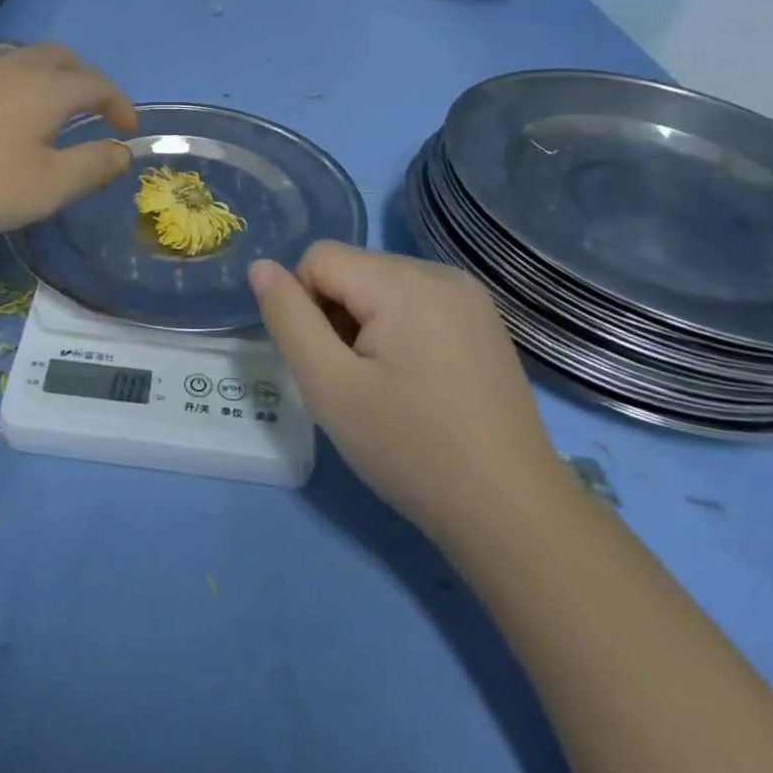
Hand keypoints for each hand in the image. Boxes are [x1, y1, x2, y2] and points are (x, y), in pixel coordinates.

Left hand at [0, 43, 136, 237]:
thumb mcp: (48, 186)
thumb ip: (92, 167)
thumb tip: (122, 151)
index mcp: (48, 89)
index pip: (97, 85)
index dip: (120, 104)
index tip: (128, 130)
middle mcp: (16, 69)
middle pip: (63, 59)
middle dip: (88, 80)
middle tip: (95, 111)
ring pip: (29, 62)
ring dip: (54, 81)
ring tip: (55, 116)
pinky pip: (1, 74)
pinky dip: (23, 88)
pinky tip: (8, 120)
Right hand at [249, 243, 566, 545]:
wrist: (511, 514)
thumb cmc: (411, 449)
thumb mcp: (329, 387)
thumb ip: (287, 318)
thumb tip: (261, 267)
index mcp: (406, 282)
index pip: (318, 259)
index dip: (304, 308)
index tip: (328, 365)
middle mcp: (441, 273)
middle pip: (351, 269)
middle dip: (336, 316)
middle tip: (354, 382)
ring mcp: (468, 296)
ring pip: (379, 285)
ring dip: (363, 324)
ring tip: (384, 384)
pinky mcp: (482, 320)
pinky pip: (413, 301)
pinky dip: (396, 330)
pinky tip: (413, 380)